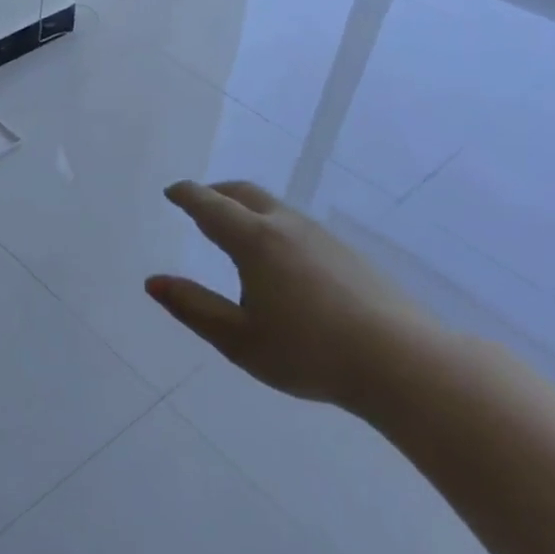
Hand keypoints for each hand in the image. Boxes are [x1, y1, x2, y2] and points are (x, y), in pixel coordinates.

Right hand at [146, 180, 452, 417]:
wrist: (401, 361)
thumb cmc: (308, 352)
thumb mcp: (238, 338)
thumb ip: (193, 307)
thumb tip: (153, 282)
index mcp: (256, 242)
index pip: (211, 207)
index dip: (188, 196)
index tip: (172, 192)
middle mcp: (288, 228)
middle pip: (245, 194)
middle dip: (216, 193)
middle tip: (198, 202)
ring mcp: (322, 237)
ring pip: (275, 208)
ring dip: (245, 208)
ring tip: (232, 227)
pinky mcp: (347, 253)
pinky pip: (296, 225)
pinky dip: (270, 224)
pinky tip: (276, 256)